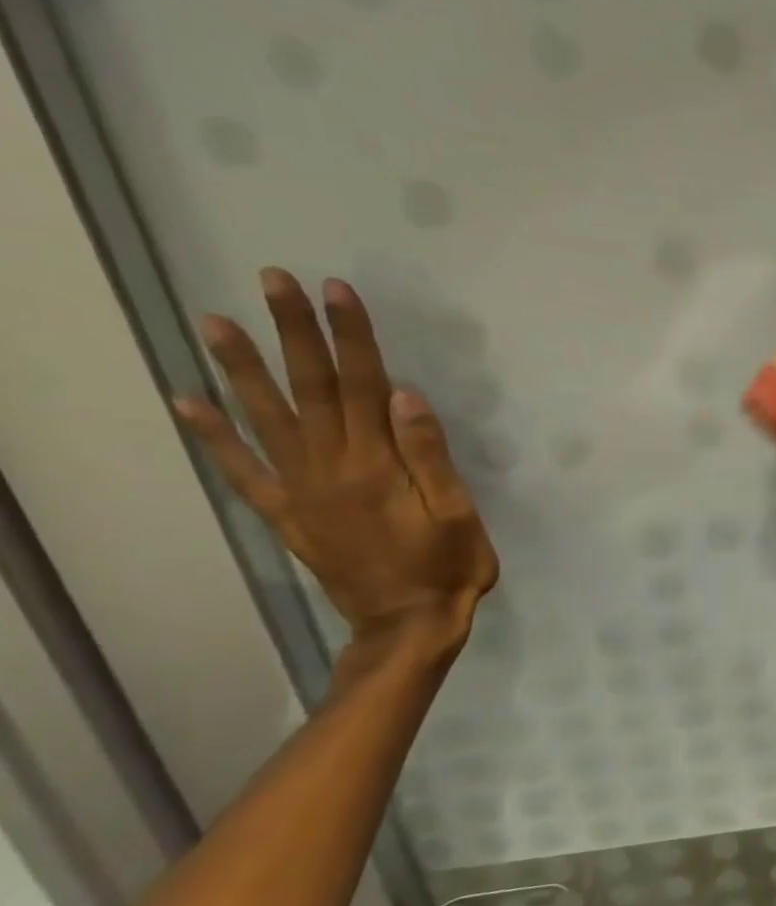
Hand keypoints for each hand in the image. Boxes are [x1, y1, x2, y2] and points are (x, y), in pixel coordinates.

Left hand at [173, 269, 497, 641]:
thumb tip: (404, 396)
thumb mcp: (458, 513)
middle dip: (294, 333)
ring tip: (214, 322)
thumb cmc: (448, 565)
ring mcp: (300, 491)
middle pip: (310, 389)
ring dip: (241, 368)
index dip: (350, 336)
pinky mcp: (286, 514)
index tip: (336, 291)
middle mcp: (329, 468)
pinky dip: (212, 435)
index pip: (362, 385)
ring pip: (266, 419)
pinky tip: (187, 401)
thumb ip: (430, 455)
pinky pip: (241, 470)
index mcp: (378, 465)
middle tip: (273, 282)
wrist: (409, 623)